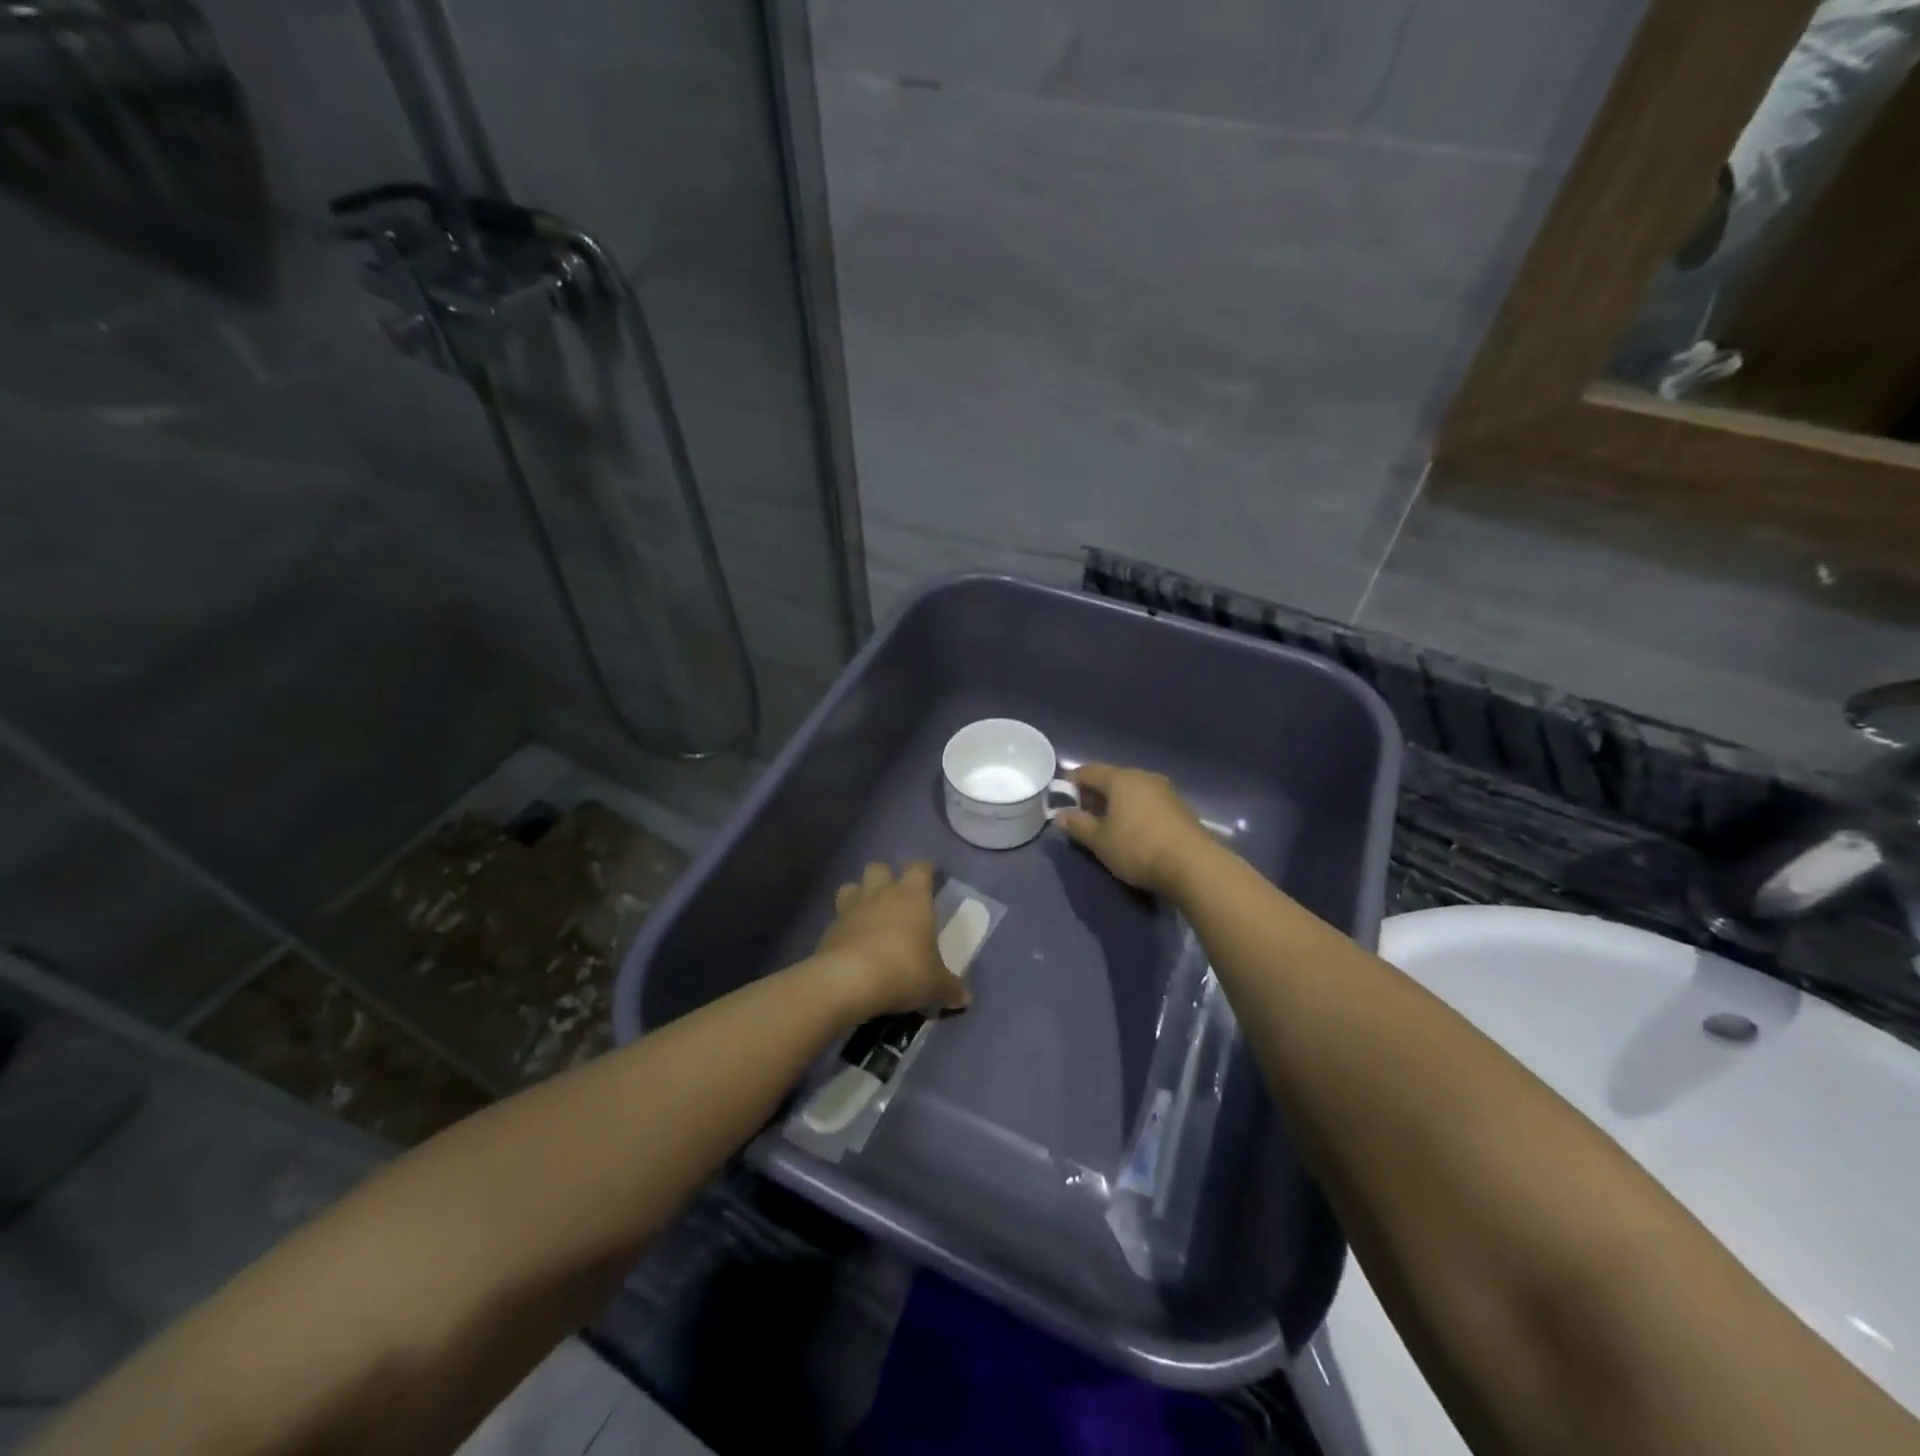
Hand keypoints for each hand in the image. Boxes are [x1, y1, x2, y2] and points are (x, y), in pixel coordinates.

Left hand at [815, 861, 970, 1019]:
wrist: (849, 981)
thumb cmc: (903, 970)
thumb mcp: (935, 985)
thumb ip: (950, 988)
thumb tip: (965, 998)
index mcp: (913, 897)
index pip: (919, 868)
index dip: (924, 871)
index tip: (929, 881)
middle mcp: (881, 894)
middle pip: (879, 867)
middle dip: (885, 878)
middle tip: (894, 899)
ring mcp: (851, 908)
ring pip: (852, 886)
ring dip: (858, 896)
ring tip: (866, 916)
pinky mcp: (828, 928)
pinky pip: (836, 918)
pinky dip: (843, 927)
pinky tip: (850, 945)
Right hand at [1056, 763, 1213, 899]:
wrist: (1194, 866)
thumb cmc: (1138, 848)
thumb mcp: (1100, 841)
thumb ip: (1078, 825)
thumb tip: (1060, 815)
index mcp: (1120, 779)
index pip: (1088, 771)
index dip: (1072, 783)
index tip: (1063, 801)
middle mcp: (1144, 777)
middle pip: (1112, 779)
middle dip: (1095, 795)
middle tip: (1084, 817)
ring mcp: (1166, 791)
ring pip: (1132, 791)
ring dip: (1117, 805)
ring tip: (1109, 828)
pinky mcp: (1181, 808)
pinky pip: (1149, 803)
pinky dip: (1136, 812)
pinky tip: (1134, 832)